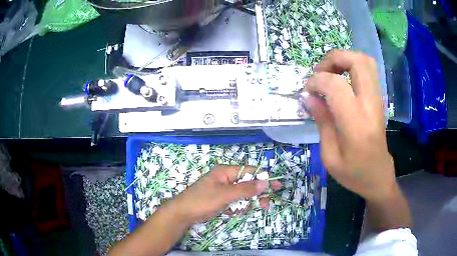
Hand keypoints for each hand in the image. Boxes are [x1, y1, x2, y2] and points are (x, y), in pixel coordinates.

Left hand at [170, 165, 280, 223]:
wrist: (183, 214)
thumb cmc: (202, 200)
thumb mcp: (225, 194)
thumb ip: (245, 189)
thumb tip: (265, 182)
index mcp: (226, 172)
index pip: (249, 172)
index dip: (264, 178)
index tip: (277, 186)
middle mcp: (226, 179)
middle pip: (247, 184)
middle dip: (256, 195)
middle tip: (265, 205)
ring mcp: (223, 190)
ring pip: (242, 195)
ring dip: (245, 203)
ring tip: (241, 211)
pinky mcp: (221, 200)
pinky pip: (235, 202)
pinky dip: (236, 208)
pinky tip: (232, 213)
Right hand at [302, 50, 396, 201]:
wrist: (378, 176)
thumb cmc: (354, 173)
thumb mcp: (330, 157)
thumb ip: (322, 122)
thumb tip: (309, 97)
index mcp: (356, 124)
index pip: (336, 85)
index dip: (317, 81)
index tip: (307, 91)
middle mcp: (370, 105)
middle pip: (357, 61)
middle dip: (334, 58)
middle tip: (320, 73)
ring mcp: (378, 100)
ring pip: (365, 61)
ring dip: (344, 59)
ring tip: (330, 73)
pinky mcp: (379, 99)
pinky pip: (368, 71)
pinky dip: (352, 67)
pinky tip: (341, 81)